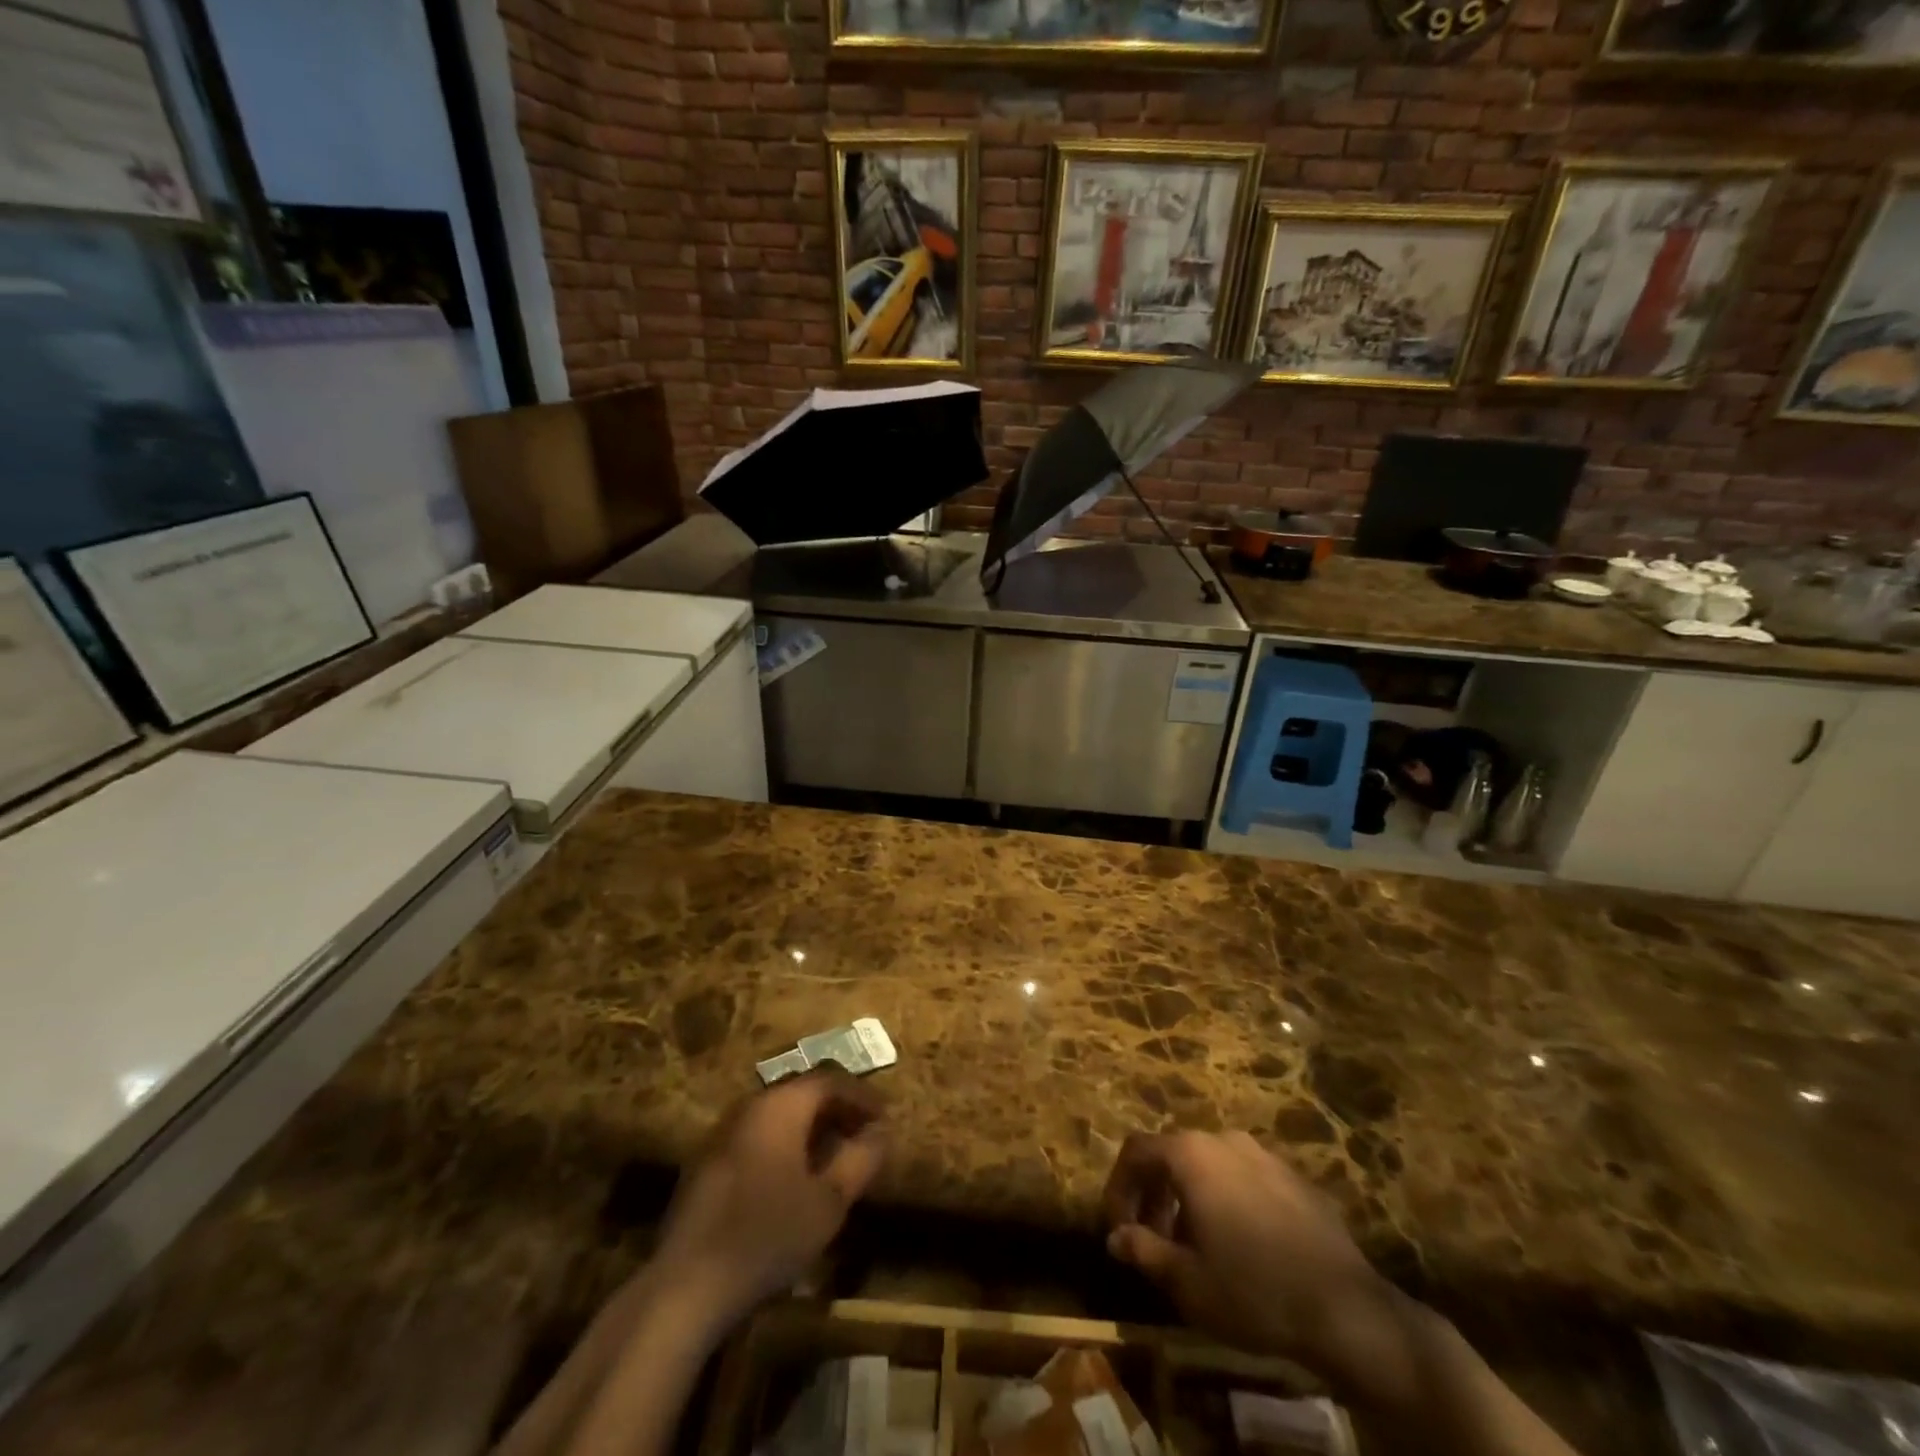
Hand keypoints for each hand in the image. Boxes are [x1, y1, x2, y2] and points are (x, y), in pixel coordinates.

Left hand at [653, 1069, 886, 1336]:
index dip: (862, 1096)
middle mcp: (751, 1105)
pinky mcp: (707, 1160)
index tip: (885, 1117)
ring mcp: (724, 1131)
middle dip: (837, 1109)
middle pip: (803, 1092)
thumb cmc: (768, 1234)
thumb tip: (881, 1132)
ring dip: (810, 1127)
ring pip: (778, 1114)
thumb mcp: (829, 1201)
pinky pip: (757, 1135)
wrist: (687, 1284)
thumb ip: (860, 1160)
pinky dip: (784, 1143)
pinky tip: (793, 1178)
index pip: (831, 1080)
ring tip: (833, 1156)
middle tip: (862, 1134)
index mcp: (782, 1104)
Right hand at [1102, 1131, 1400, 1383]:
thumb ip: (1144, 1250)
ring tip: (1196, 1245)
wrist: (1346, 1310)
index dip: (1119, 1187)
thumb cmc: (1252, 1291)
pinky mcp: (1295, 1178)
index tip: (1118, 1228)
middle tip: (1153, 1239)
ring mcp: (1264, 1154)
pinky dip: (1228, 1200)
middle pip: (1173, 1154)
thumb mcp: (1186, 1281)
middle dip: (1154, 1193)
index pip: (1136, 1152)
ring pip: (1210, 1165)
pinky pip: (1245, 1178)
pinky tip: (1241, 1245)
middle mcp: (1224, 1139)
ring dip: (1190, 1197)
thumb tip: (1116, 1237)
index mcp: (1191, 1154)